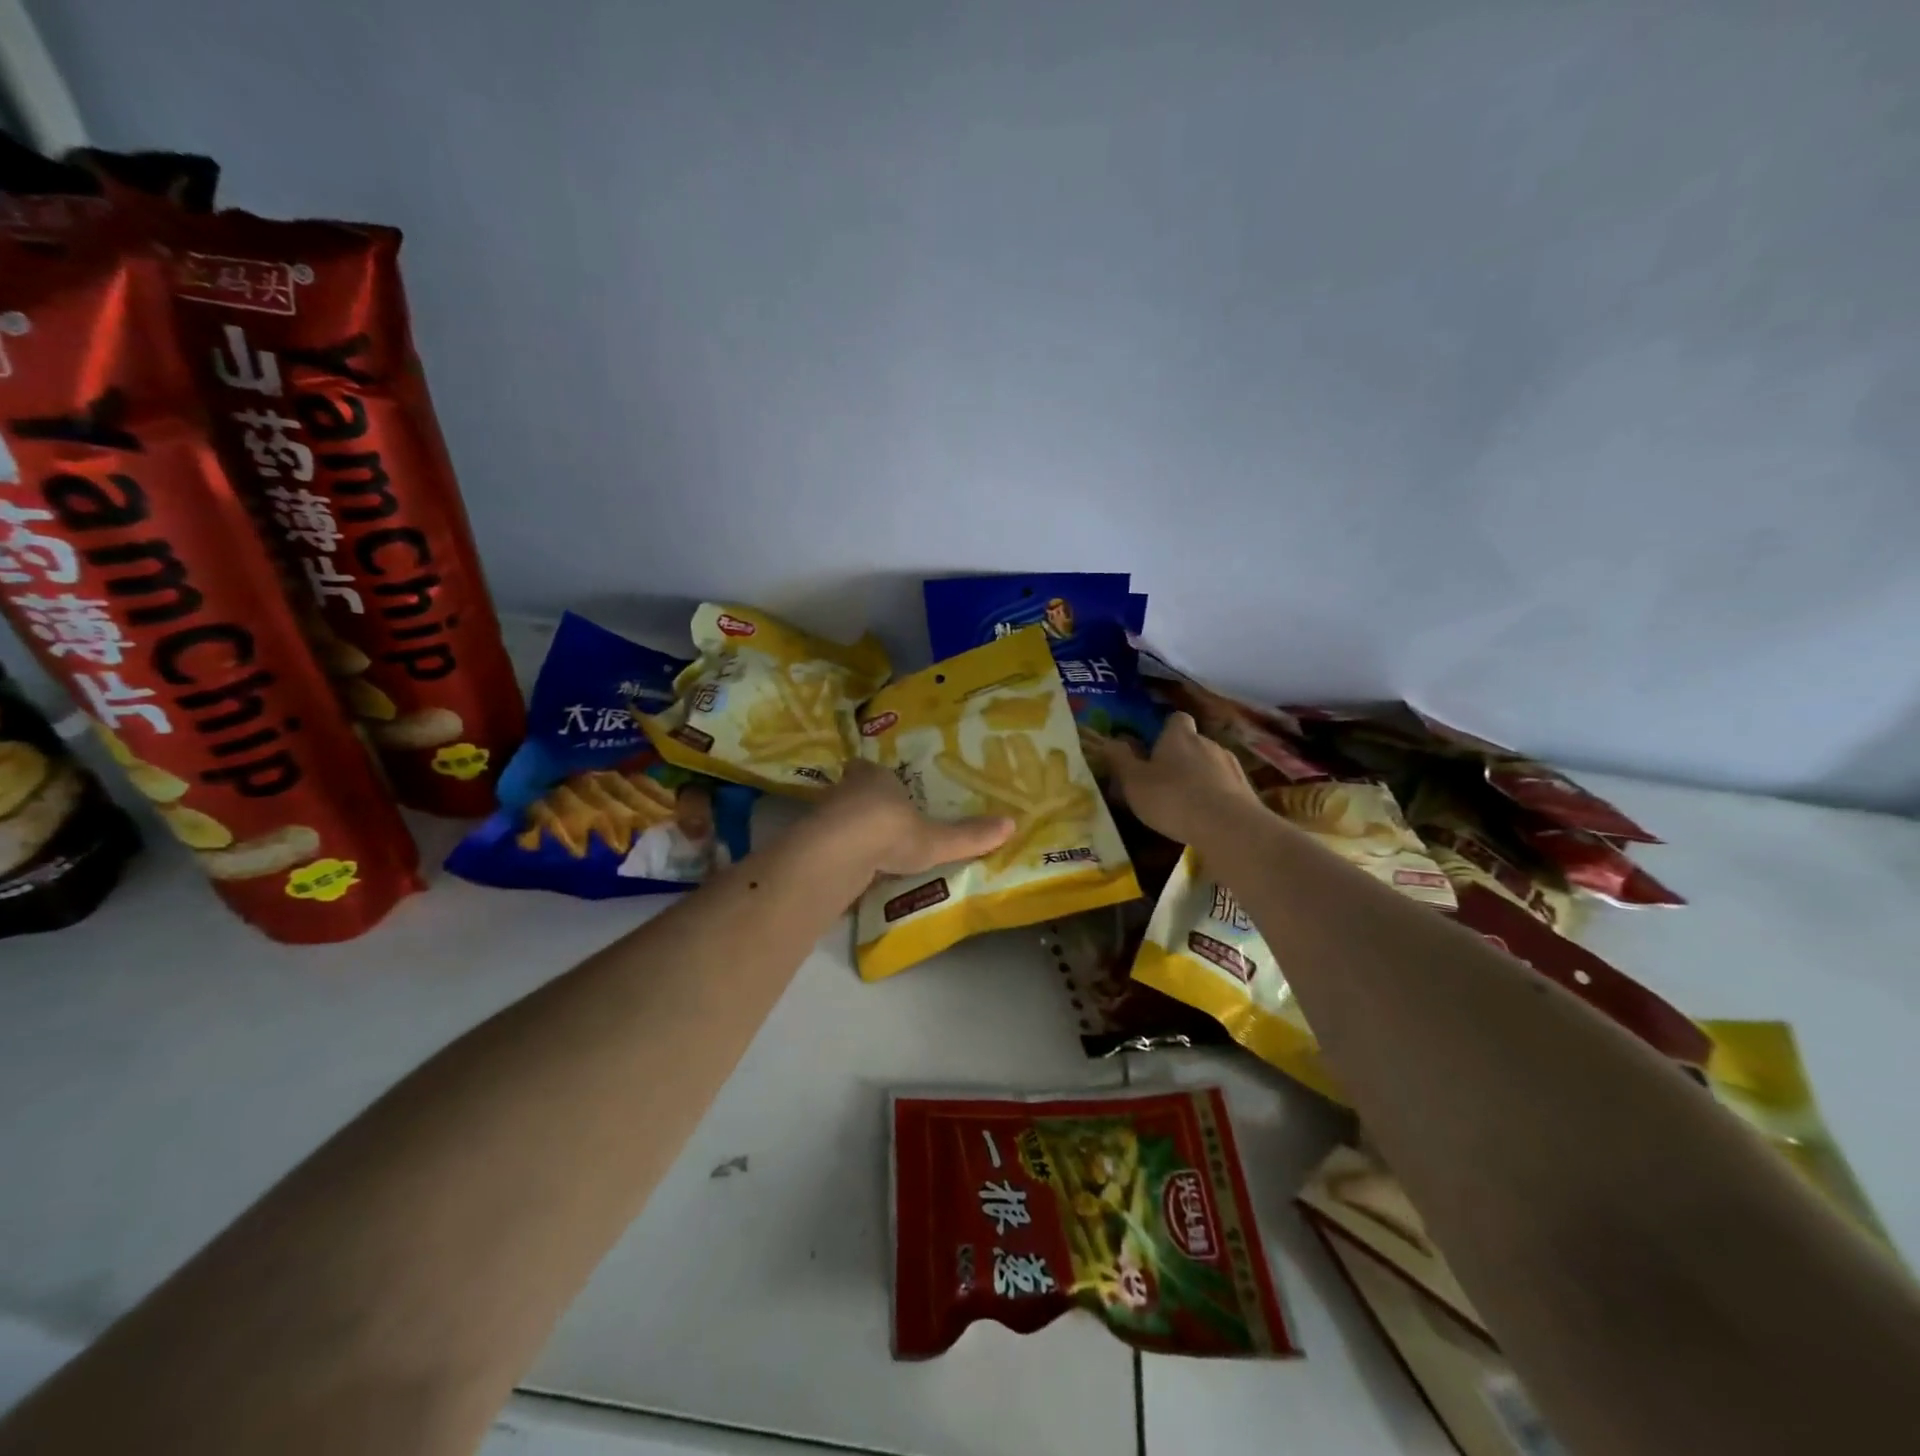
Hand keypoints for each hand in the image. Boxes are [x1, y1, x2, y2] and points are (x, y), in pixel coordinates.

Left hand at [811, 760, 1014, 877]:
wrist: (838, 853)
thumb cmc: (890, 831)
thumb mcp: (936, 839)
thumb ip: (968, 835)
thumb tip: (1012, 824)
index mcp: (875, 777)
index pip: (871, 770)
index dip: (878, 778)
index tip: (887, 788)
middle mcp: (845, 790)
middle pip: (852, 791)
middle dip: (863, 803)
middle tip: (880, 821)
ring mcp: (823, 816)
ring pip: (836, 818)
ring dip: (848, 831)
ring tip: (868, 851)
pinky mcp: (809, 844)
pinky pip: (827, 846)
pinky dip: (837, 856)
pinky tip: (849, 872)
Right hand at [1102, 711, 1259, 846]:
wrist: (1228, 827)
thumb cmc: (1172, 799)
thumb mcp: (1134, 782)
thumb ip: (1121, 760)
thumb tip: (1110, 740)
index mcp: (1179, 737)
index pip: (1176, 719)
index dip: (1166, 731)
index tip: (1155, 748)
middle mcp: (1208, 743)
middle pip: (1193, 743)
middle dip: (1181, 757)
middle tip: (1164, 782)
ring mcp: (1231, 766)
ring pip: (1211, 765)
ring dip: (1200, 778)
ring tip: (1186, 804)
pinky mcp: (1246, 790)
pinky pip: (1225, 787)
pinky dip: (1216, 797)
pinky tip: (1206, 818)